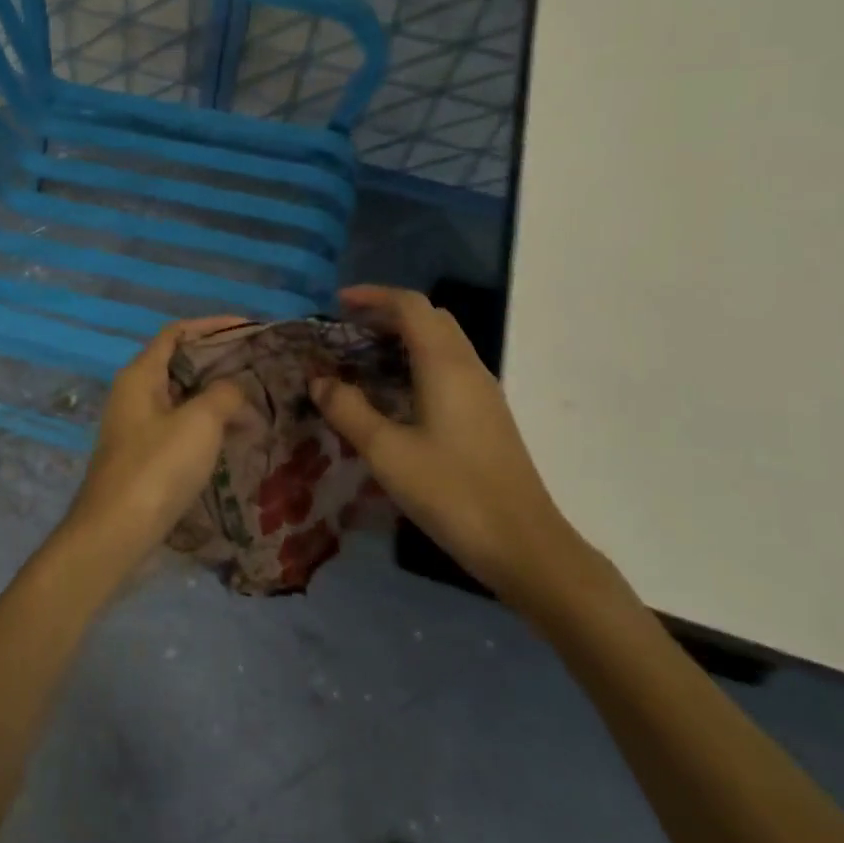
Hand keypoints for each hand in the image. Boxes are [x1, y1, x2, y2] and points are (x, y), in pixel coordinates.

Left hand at [57, 317, 251, 579]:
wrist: (116, 533)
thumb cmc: (157, 467)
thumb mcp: (200, 422)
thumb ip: (224, 394)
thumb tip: (235, 390)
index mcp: (140, 375)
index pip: (177, 333)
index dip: (212, 326)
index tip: (249, 329)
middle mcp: (134, 394)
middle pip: (180, 364)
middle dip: (219, 363)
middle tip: (260, 368)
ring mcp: (137, 427)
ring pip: (182, 398)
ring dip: (216, 397)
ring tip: (256, 402)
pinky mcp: (144, 456)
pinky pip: (180, 427)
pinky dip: (207, 425)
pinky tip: (235, 438)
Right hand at [311, 285, 595, 609]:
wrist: (524, 546)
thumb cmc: (452, 492)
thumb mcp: (387, 452)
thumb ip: (348, 410)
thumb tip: (319, 380)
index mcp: (445, 365)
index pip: (411, 306)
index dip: (373, 296)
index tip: (337, 303)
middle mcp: (468, 368)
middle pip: (430, 318)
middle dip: (387, 314)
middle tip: (347, 331)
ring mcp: (483, 393)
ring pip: (442, 344)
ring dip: (403, 339)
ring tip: (363, 360)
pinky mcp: (487, 416)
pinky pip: (449, 369)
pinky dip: (417, 363)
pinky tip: (395, 396)